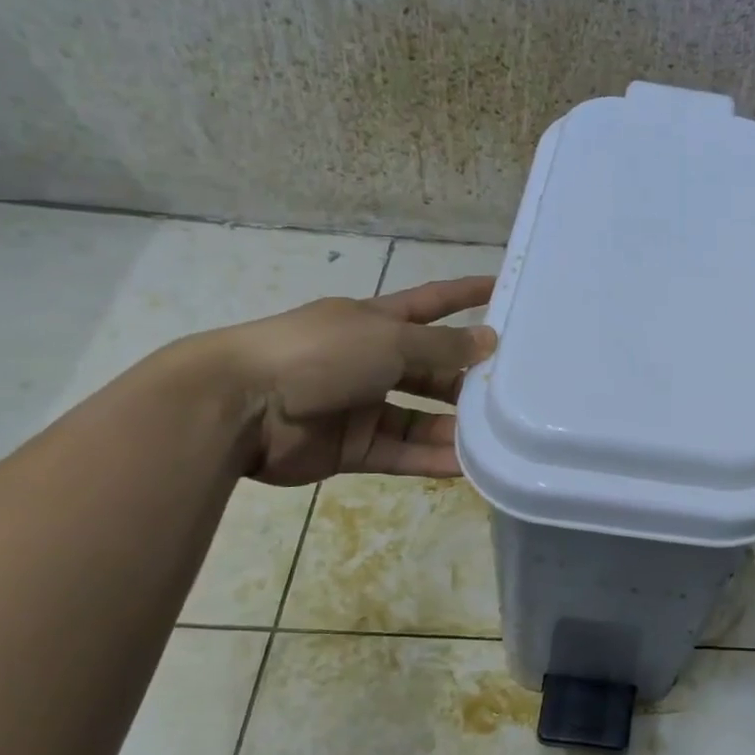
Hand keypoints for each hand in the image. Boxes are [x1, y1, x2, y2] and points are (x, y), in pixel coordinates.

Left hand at [204, 276, 497, 485]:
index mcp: (375, 322)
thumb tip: (489, 340)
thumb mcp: (389, 340)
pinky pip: (401, 452)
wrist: (241, 406)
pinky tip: (467, 466)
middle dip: (467, 377)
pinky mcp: (352, 447)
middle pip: (431, 368)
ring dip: (454, 426)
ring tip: (498, 436)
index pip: (431, 303)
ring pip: (420, 417)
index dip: (465, 295)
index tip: (502, 289)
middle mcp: (371, 361)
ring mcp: (361, 405)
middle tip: (514, 389)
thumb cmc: (319, 354)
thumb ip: (442, 345)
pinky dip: (431, 458)